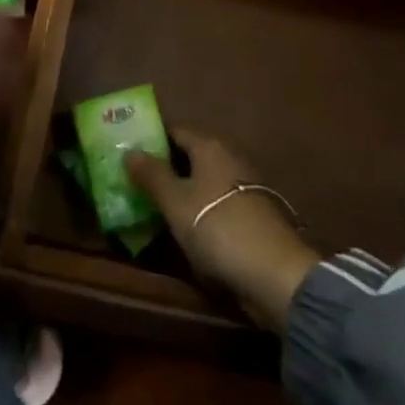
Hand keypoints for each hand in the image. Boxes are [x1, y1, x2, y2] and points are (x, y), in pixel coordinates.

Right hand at [127, 129, 320, 332]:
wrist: (275, 273)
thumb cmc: (218, 228)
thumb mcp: (176, 203)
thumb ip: (152, 175)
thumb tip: (129, 150)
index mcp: (209, 147)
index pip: (176, 131)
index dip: (153, 138)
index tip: (129, 149)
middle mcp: (229, 157)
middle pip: (191, 154)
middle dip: (166, 165)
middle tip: (136, 178)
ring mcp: (244, 185)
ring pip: (205, 180)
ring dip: (183, 189)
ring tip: (155, 204)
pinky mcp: (253, 213)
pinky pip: (217, 202)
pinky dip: (201, 208)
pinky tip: (187, 225)